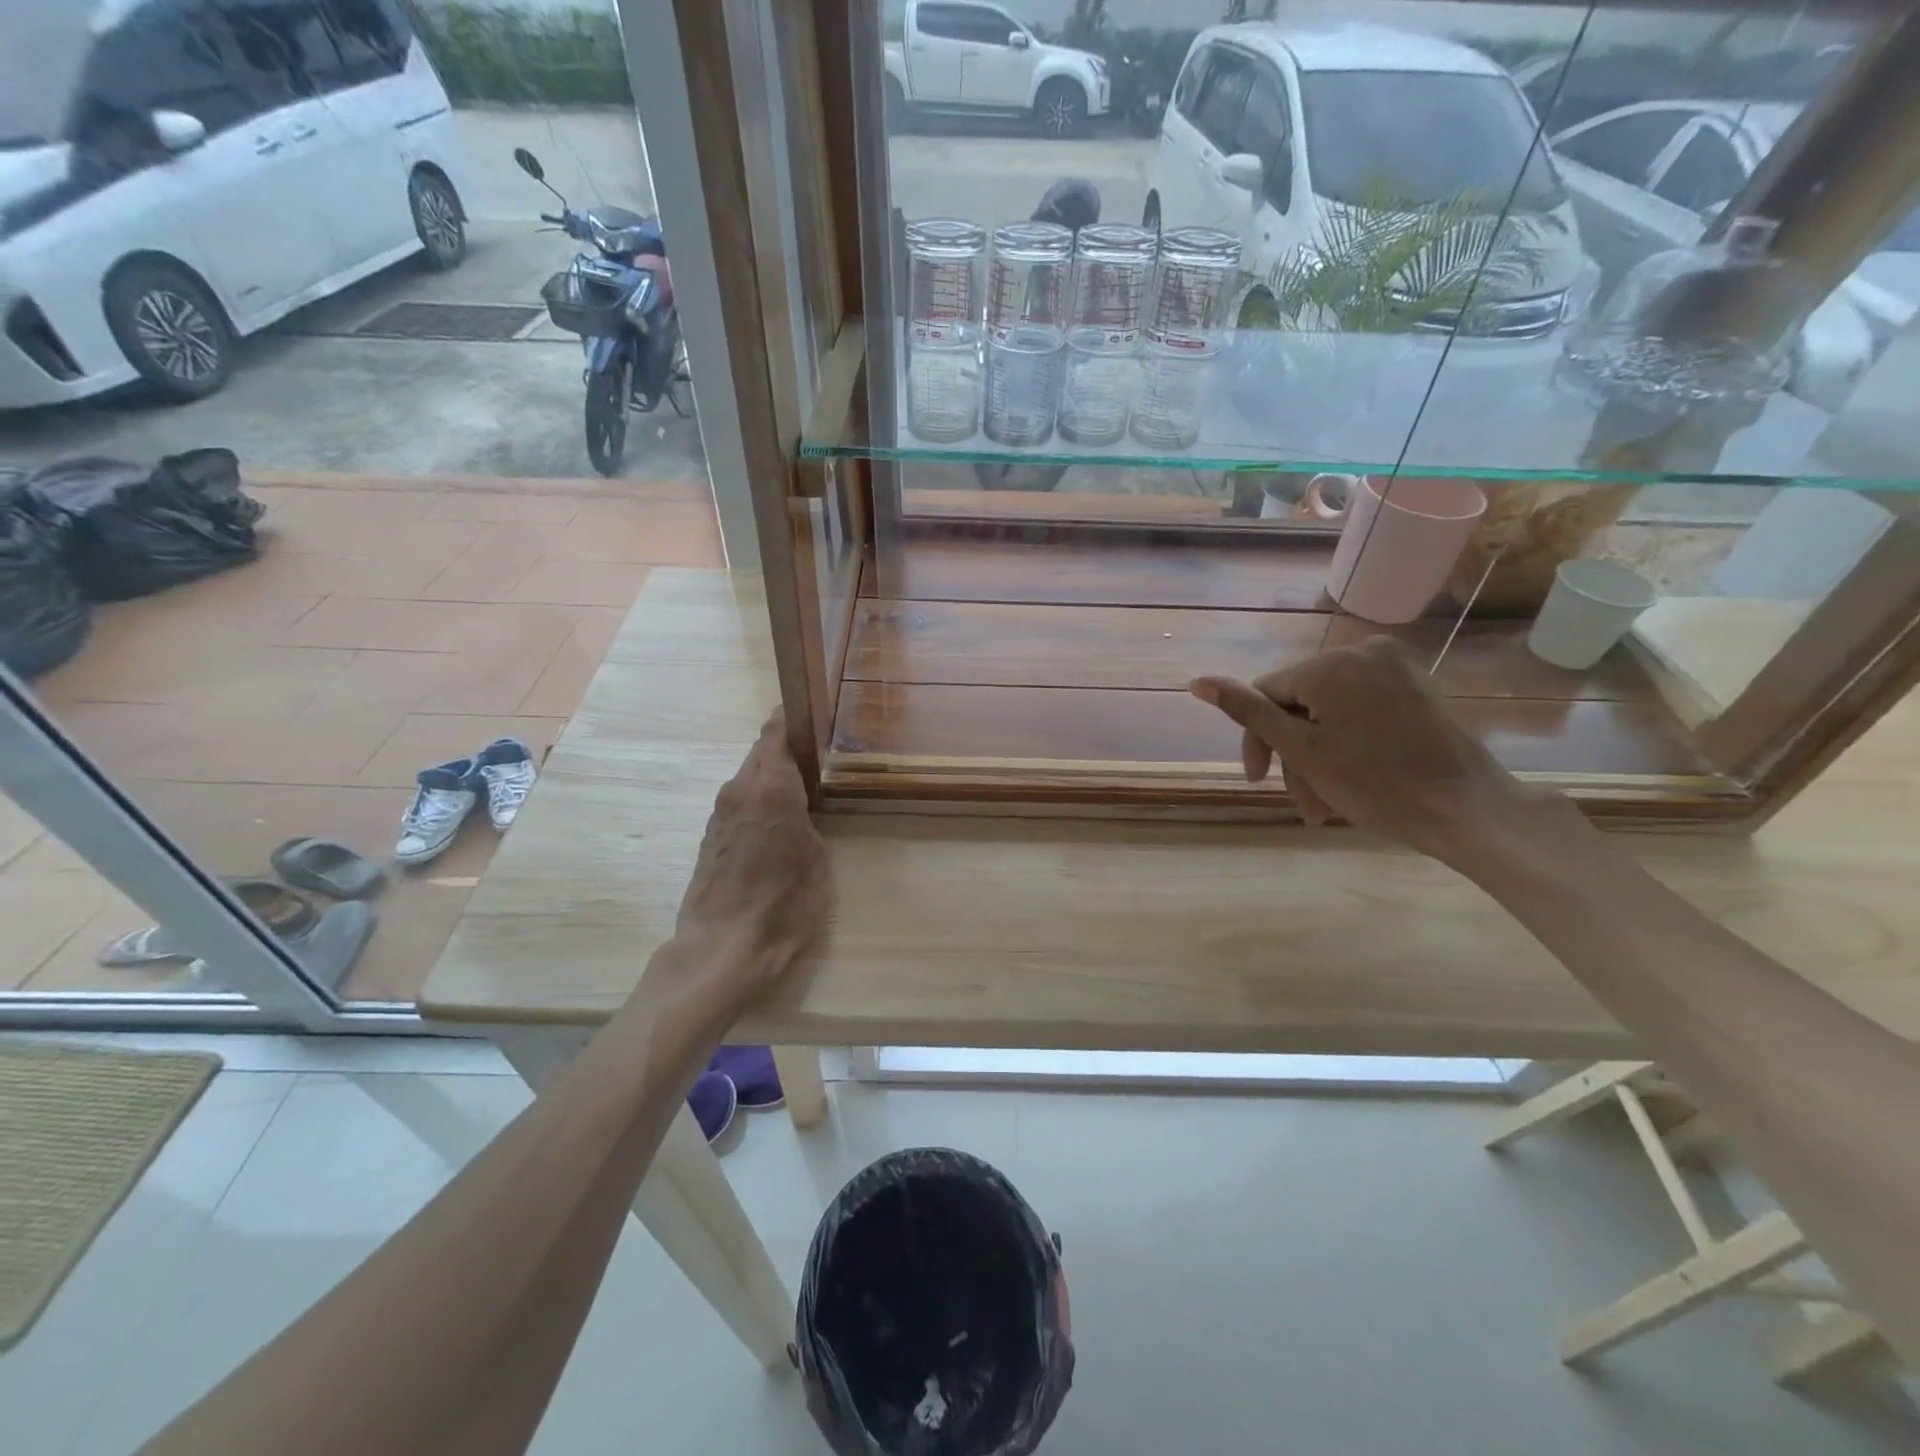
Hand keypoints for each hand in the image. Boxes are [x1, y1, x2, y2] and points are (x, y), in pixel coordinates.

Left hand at [669, 712, 830, 1009]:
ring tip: (804, 786)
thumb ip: (809, 822)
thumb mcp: (816, 859)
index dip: (792, 717)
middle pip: (762, 751)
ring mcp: (721, 813)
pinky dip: (760, 798)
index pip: (775, 731)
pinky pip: (741, 801)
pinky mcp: (711, 835)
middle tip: (819, 754)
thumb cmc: (783, 903)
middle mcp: (740, 789)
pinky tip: (780, 818)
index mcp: (770, 787)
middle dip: (786, 747)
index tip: (812, 713)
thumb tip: (800, 809)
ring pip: (749, 776)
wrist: (723, 947)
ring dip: (772, 775)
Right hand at [1190, 636, 1559, 862]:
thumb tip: (1198, 681)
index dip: (1258, 738)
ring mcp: (1393, 666)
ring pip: (1327, 709)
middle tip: (1302, 801)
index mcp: (1331, 664)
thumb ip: (1249, 713)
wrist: (1468, 810)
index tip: (1261, 780)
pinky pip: (1359, 707)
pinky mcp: (1414, 685)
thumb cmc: (1377, 785)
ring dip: (1317, 755)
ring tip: (1325, 804)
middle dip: (1293, 753)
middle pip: (1298, 702)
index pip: (1266, 693)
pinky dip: (1346, 740)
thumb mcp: (1302, 751)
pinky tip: (1350, 777)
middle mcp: (1362, 651)